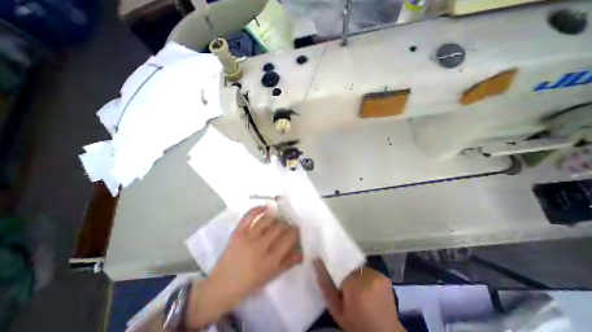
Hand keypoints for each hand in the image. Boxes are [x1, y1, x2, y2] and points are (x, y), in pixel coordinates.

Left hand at [184, 206, 302, 327]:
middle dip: (286, 225)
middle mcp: (260, 246)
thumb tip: (301, 253)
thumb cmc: (249, 283)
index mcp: (270, 260)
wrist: (222, 286)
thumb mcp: (271, 276)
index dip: (294, 232)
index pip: (288, 239)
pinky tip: (265, 208)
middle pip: (278, 228)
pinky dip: (257, 209)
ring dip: (274, 217)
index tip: (296, 230)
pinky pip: (248, 216)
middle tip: (286, 226)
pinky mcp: (237, 233)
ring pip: (266, 220)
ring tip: (277, 218)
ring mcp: (247, 238)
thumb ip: (287, 263)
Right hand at [311, 260, 404, 331]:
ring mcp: (378, 275)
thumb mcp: (335, 308)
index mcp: (354, 283)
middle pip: (350, 265)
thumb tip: (316, 260)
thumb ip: (325, 284)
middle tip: (344, 285)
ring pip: (359, 268)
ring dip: (356, 275)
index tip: (332, 273)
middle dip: (346, 272)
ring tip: (355, 288)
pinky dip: (366, 278)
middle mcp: (368, 275)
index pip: (339, 264)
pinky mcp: (384, 277)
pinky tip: (366, 289)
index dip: (335, 267)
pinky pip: (369, 271)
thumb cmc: (356, 324)